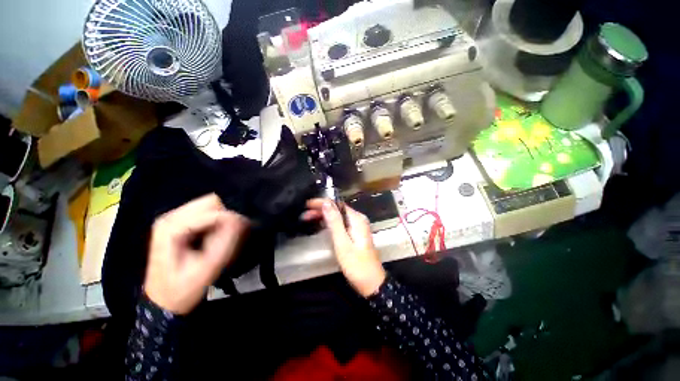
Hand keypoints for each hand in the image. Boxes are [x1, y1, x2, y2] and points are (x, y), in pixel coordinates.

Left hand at [144, 194, 248, 314]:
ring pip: (210, 206)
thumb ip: (225, 241)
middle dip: (227, 216)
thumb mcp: (207, 268)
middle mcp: (171, 217)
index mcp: (172, 227)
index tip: (244, 231)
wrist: (163, 302)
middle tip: (234, 234)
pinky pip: (206, 213)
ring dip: (223, 219)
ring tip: (226, 236)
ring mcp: (173, 219)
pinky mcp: (179, 223)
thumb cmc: (183, 289)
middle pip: (211, 202)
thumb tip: (242, 219)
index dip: (230, 219)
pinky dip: (217, 222)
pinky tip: (216, 236)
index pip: (212, 209)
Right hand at [303, 199, 385, 296]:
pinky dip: (329, 223)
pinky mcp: (355, 234)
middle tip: (305, 215)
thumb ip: (335, 222)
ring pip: (338, 216)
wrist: (371, 283)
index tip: (307, 205)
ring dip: (323, 216)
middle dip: (321, 210)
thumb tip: (326, 203)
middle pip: (337, 209)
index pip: (337, 204)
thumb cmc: (356, 265)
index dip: (322, 203)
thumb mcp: (343, 243)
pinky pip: (340, 224)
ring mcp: (357, 227)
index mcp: (356, 219)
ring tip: (308, 219)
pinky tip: (320, 225)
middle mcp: (358, 219)